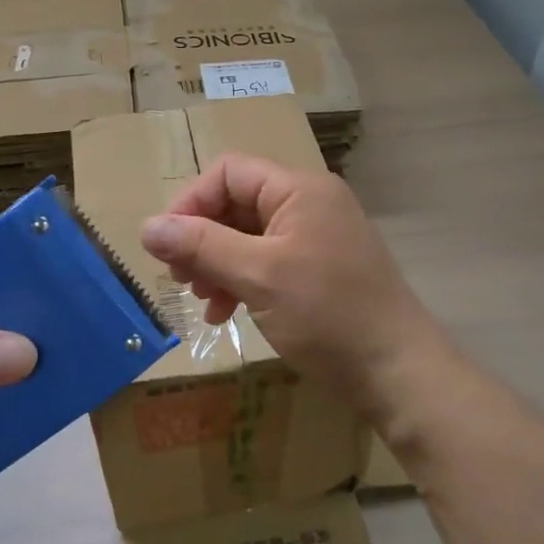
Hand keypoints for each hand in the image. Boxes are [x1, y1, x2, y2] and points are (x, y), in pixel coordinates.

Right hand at [140, 155, 452, 421]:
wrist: (397, 371)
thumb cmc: (327, 314)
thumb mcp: (257, 276)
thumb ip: (200, 246)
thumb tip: (146, 226)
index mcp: (299, 189)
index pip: (228, 172)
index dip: (191, 203)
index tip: (168, 246)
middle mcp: (308, 203)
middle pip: (236, 203)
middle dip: (202, 238)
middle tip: (181, 279)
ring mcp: (316, 237)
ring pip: (248, 236)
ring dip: (217, 263)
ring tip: (202, 300)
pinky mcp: (319, 269)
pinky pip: (267, 261)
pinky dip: (240, 280)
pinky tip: (226, 313)